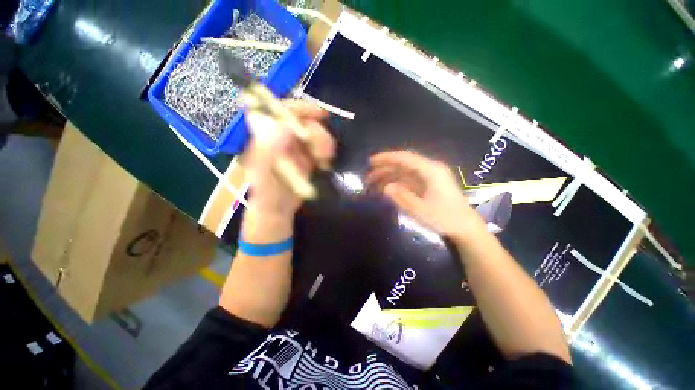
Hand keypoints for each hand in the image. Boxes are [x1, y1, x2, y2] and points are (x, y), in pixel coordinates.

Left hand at [244, 100, 334, 218]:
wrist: (279, 209)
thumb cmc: (267, 194)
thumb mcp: (263, 174)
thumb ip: (268, 150)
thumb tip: (282, 126)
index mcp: (267, 135)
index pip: (281, 109)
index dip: (299, 107)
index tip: (318, 113)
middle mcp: (282, 137)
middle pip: (303, 119)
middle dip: (317, 131)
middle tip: (323, 150)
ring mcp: (296, 147)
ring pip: (315, 132)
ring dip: (324, 143)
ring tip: (325, 159)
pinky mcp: (307, 157)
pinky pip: (321, 146)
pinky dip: (327, 151)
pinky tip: (325, 163)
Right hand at [367, 151, 483, 239]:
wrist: (465, 228)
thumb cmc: (445, 218)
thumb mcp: (420, 209)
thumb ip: (401, 197)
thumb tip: (385, 187)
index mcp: (430, 171)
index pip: (405, 158)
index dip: (387, 158)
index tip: (371, 162)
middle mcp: (429, 170)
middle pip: (402, 164)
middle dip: (384, 169)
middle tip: (368, 177)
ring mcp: (429, 177)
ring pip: (404, 172)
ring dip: (388, 177)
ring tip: (373, 185)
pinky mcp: (427, 185)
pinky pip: (408, 180)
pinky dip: (396, 183)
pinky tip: (386, 189)